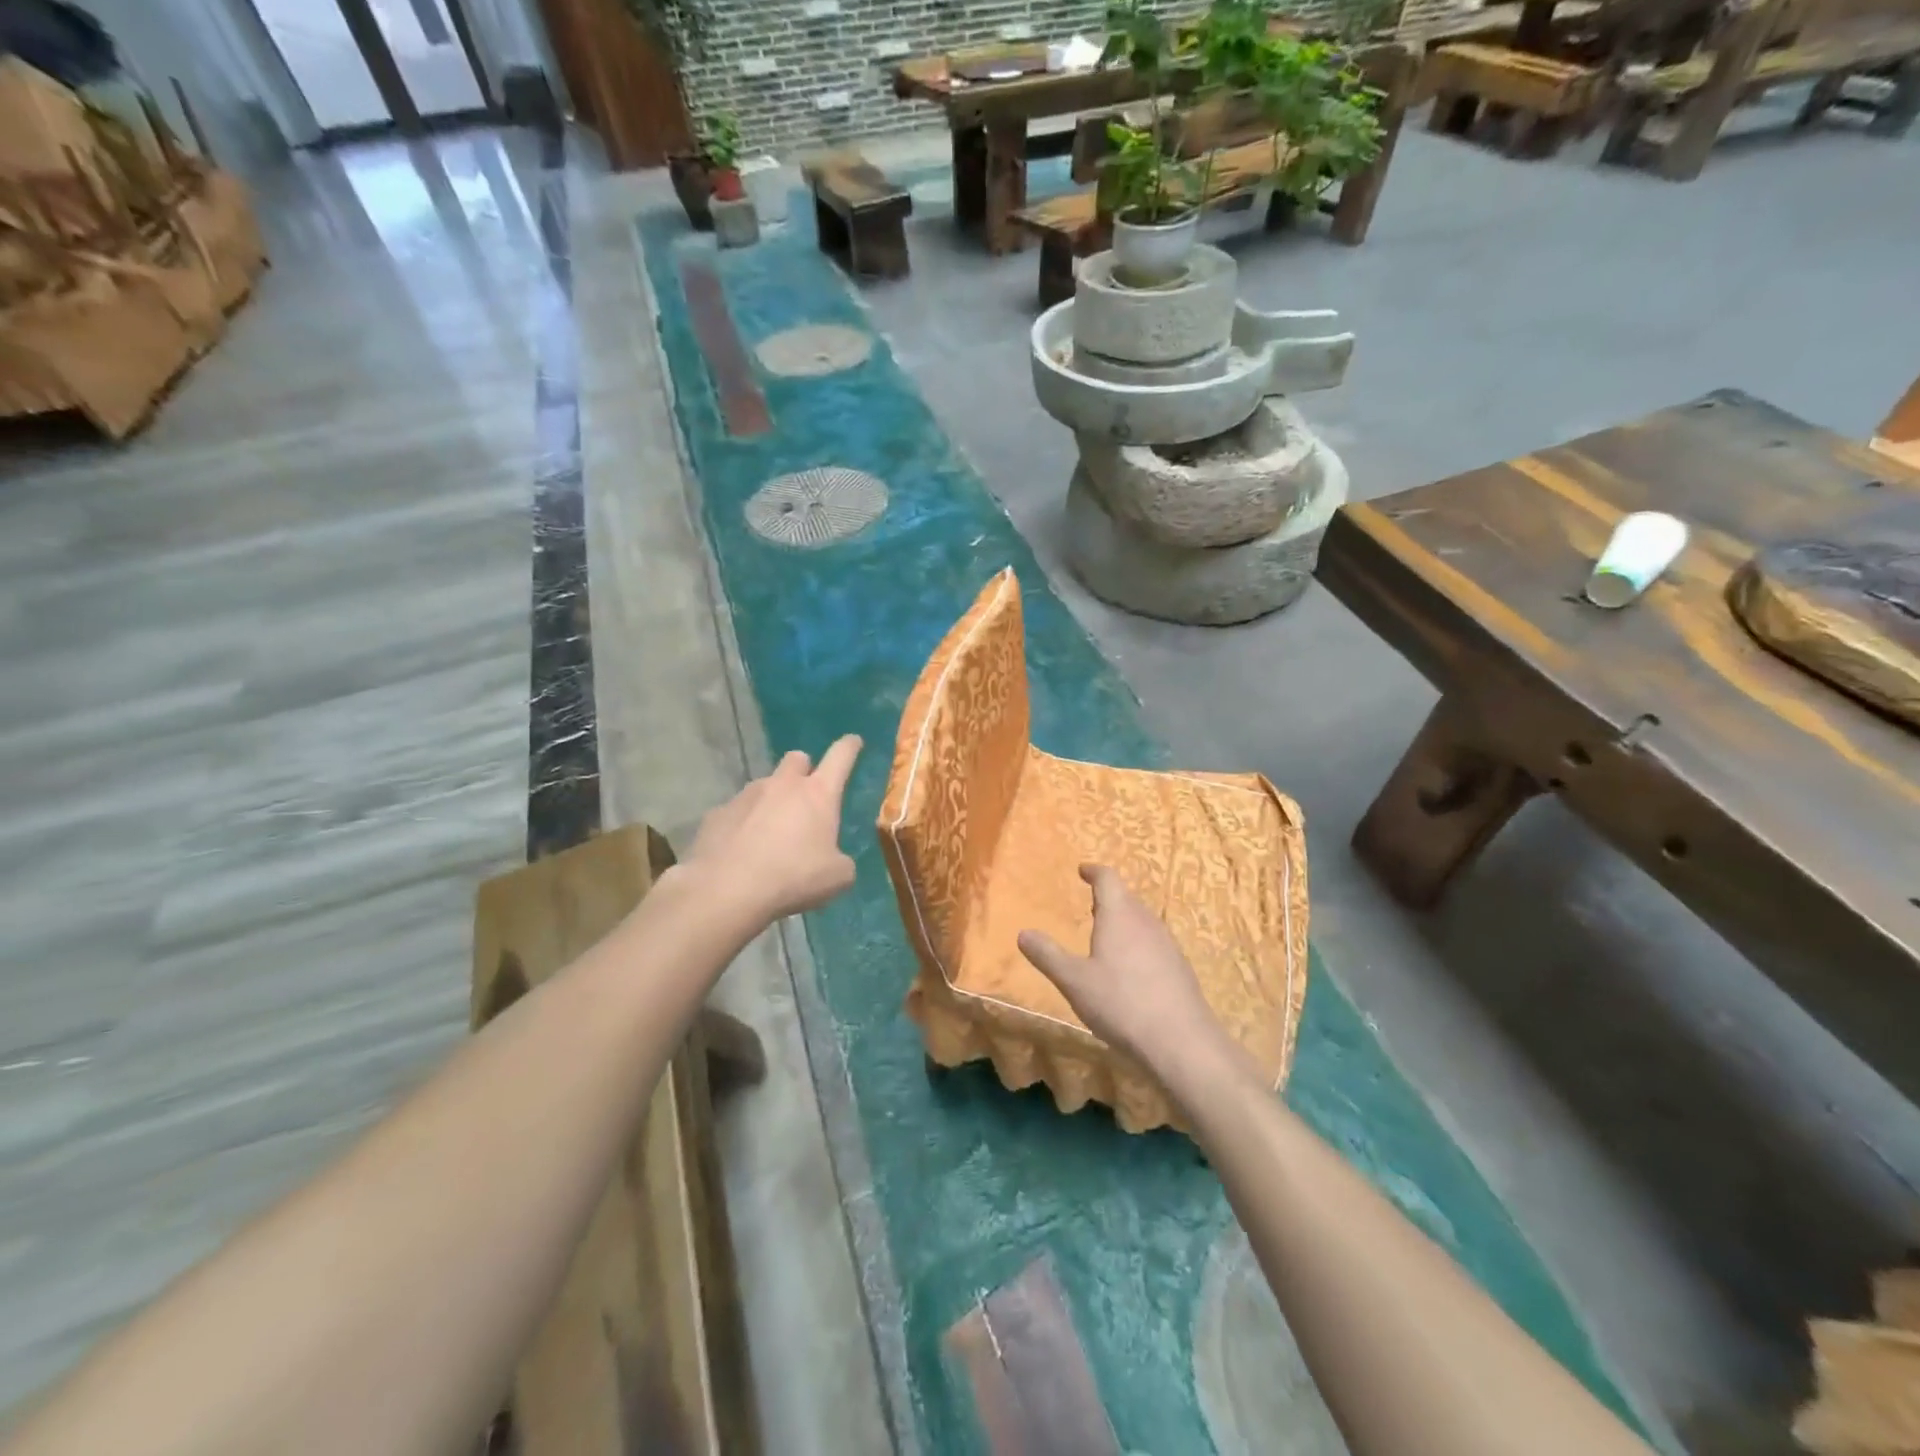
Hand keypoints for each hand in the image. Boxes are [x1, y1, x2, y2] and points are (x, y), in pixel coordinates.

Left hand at [685, 736, 861, 921]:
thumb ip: (842, 862)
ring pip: (765, 786)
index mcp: (818, 794)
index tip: (854, 741)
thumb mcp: (837, 878)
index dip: (850, 747)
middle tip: (806, 797)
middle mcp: (782, 785)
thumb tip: (836, 861)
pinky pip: (737, 811)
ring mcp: (746, 796)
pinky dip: (744, 823)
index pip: (841, 757)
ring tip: (771, 834)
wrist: (726, 890)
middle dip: (804, 771)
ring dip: (773, 800)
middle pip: (797, 759)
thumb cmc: (792, 878)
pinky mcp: (717, 814)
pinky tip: (742, 850)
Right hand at [1017, 865, 1233, 1086]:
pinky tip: (1131, 970)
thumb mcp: (1074, 981)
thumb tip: (1023, 933)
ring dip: (1124, 922)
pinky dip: (1138, 944)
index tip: (1083, 870)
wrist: (1181, 1041)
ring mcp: (1168, 944)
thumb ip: (1047, 955)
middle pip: (1127, 898)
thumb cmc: (1121, 1003)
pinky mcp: (1180, 968)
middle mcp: (1146, 921)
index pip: (1107, 879)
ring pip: (1142, 921)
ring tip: (1107, 937)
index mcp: (1119, 915)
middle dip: (1108, 899)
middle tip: (1091, 906)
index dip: (1094, 872)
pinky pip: (1154, 943)